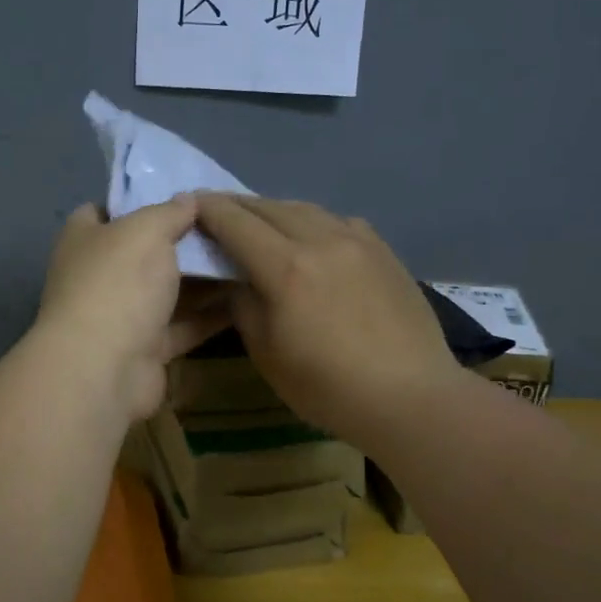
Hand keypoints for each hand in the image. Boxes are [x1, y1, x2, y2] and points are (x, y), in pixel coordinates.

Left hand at [34, 198, 230, 420]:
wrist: (105, 369)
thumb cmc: (118, 284)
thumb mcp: (146, 230)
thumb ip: (170, 211)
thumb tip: (188, 198)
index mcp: (85, 240)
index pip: (106, 211)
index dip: (140, 200)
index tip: (181, 196)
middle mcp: (100, 276)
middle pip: (145, 252)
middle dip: (182, 241)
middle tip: (229, 226)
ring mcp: (122, 316)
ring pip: (168, 291)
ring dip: (203, 279)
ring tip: (248, 257)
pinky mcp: (147, 350)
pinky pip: (183, 326)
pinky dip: (210, 315)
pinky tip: (247, 299)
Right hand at [195, 195, 459, 446]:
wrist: (410, 396)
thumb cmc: (329, 388)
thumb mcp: (268, 354)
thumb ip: (245, 307)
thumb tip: (237, 280)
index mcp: (286, 268)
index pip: (236, 223)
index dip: (209, 210)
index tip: (190, 204)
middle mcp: (321, 240)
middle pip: (269, 207)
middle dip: (238, 206)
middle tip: (217, 211)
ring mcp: (357, 241)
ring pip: (306, 209)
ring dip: (275, 210)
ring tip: (260, 221)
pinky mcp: (383, 250)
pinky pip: (338, 221)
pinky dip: (312, 221)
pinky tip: (311, 237)